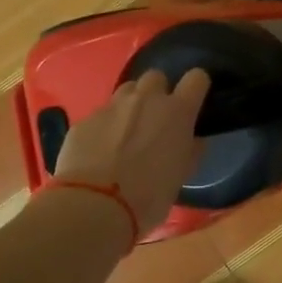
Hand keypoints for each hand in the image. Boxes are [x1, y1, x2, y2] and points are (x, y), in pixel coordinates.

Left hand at [53, 68, 211, 231]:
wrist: (95, 206)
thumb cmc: (149, 197)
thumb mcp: (181, 176)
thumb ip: (189, 150)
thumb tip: (191, 140)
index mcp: (177, 113)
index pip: (196, 79)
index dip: (196, 87)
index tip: (193, 100)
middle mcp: (146, 100)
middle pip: (156, 77)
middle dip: (158, 92)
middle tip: (155, 119)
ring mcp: (112, 107)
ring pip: (126, 91)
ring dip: (130, 105)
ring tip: (126, 133)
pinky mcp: (85, 120)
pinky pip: (100, 114)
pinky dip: (104, 127)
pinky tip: (99, 151)